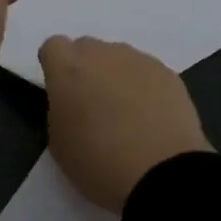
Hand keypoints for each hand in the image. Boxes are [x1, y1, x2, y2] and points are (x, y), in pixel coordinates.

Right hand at [38, 36, 210, 212]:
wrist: (161, 174)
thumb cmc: (99, 163)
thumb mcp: (59, 142)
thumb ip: (60, 108)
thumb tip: (73, 99)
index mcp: (68, 69)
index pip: (53, 46)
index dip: (56, 67)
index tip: (62, 91)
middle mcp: (102, 54)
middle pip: (87, 47)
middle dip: (86, 68)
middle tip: (93, 103)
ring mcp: (138, 60)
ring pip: (118, 57)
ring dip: (115, 75)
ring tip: (126, 112)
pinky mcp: (167, 72)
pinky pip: (146, 71)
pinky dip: (144, 86)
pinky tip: (151, 116)